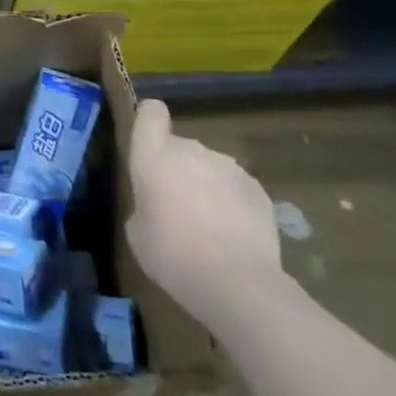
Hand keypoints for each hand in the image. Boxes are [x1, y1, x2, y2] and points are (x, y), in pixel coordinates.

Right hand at [124, 98, 284, 329]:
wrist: (236, 282)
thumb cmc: (171, 254)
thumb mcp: (138, 232)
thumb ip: (145, 204)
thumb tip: (160, 204)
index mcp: (154, 156)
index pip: (150, 113)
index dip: (149, 122)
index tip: (149, 145)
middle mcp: (191, 150)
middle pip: (180, 146)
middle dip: (178, 169)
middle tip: (176, 208)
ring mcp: (229, 168)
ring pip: (210, 168)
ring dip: (206, 186)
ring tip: (209, 228)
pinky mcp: (258, 190)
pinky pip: (236, 188)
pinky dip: (232, 204)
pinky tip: (234, 237)